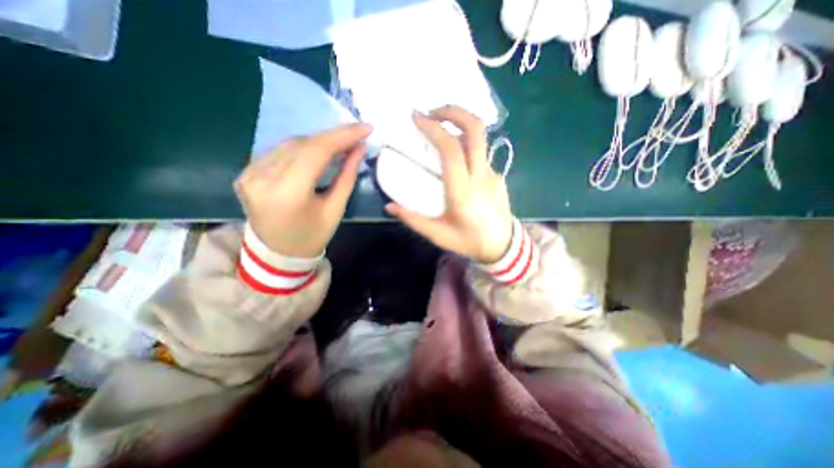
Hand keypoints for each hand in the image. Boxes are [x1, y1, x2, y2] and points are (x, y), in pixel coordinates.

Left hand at [234, 122, 371, 258]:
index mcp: (288, 193)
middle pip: (303, 144)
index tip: (366, 128)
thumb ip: (347, 176)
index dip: (343, 135)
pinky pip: (278, 152)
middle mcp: (262, 178)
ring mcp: (249, 174)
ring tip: (340, 145)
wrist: (277, 254)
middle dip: (333, 137)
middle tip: (356, 136)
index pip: (316, 151)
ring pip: (290, 144)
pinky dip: (301, 149)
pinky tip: (316, 153)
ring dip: (318, 142)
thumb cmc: (312, 236)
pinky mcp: (246, 173)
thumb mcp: (335, 209)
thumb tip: (359, 148)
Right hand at [386, 106, 514, 263]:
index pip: (451, 149)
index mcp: (463, 190)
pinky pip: (481, 152)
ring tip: (441, 128)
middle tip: (432, 112)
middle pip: (476, 129)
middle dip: (454, 111)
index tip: (416, 118)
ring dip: (461, 124)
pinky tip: (455, 156)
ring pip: (481, 137)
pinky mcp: (497, 175)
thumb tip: (389, 207)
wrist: (502, 246)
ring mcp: (492, 173)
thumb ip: (413, 219)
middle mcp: (481, 176)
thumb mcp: (437, 235)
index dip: (434, 128)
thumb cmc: (468, 241)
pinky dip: (466, 144)